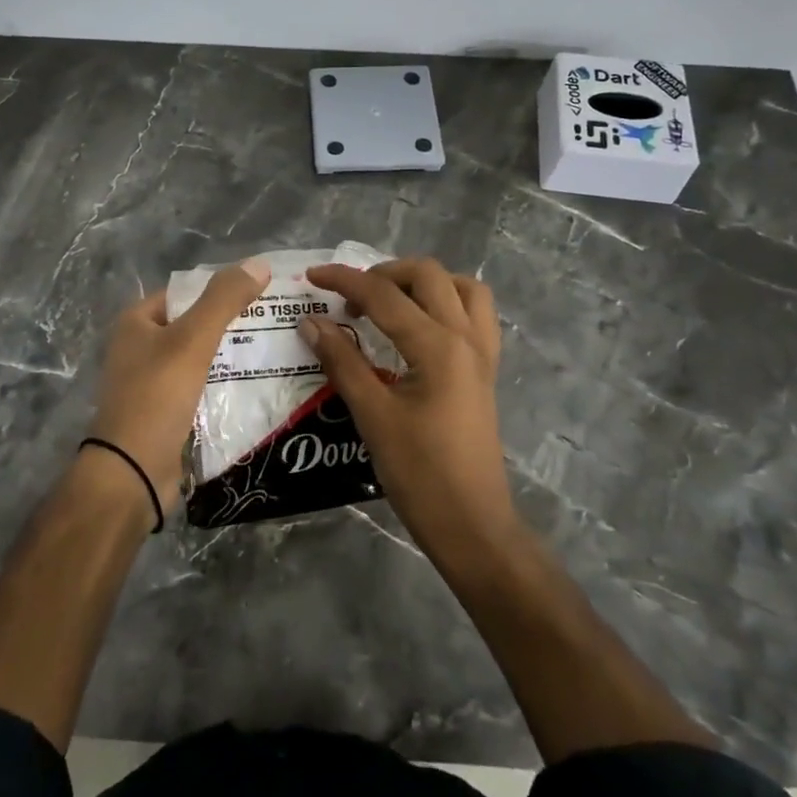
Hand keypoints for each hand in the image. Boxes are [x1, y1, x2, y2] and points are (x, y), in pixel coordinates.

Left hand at [86, 258, 271, 518]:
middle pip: (195, 325)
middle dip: (232, 325)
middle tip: (277, 323)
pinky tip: (258, 386)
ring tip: (276, 350)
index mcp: (137, 322)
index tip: (263, 293)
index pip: (186, 292)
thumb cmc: (156, 396)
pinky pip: (202, 389)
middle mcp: (140, 348)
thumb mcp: (193, 340)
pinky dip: (225, 385)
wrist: (132, 472)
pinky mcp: (166, 413)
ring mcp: (152, 383)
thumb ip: (224, 300)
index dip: (221, 290)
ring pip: (201, 359)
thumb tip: (259, 263)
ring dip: (232, 356)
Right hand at [301, 258, 515, 549]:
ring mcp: (482, 352)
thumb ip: (342, 361)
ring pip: (461, 287)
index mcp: (437, 346)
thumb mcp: (372, 415)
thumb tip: (310, 321)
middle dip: (384, 274)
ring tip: (390, 303)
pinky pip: (476, 314)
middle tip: (351, 299)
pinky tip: (421, 326)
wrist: (471, 523)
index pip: (384, 294)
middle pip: (427, 275)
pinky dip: (448, 303)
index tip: (311, 276)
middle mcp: (465, 337)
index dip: (344, 280)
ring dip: (423, 283)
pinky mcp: (486, 370)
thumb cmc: (419, 473)